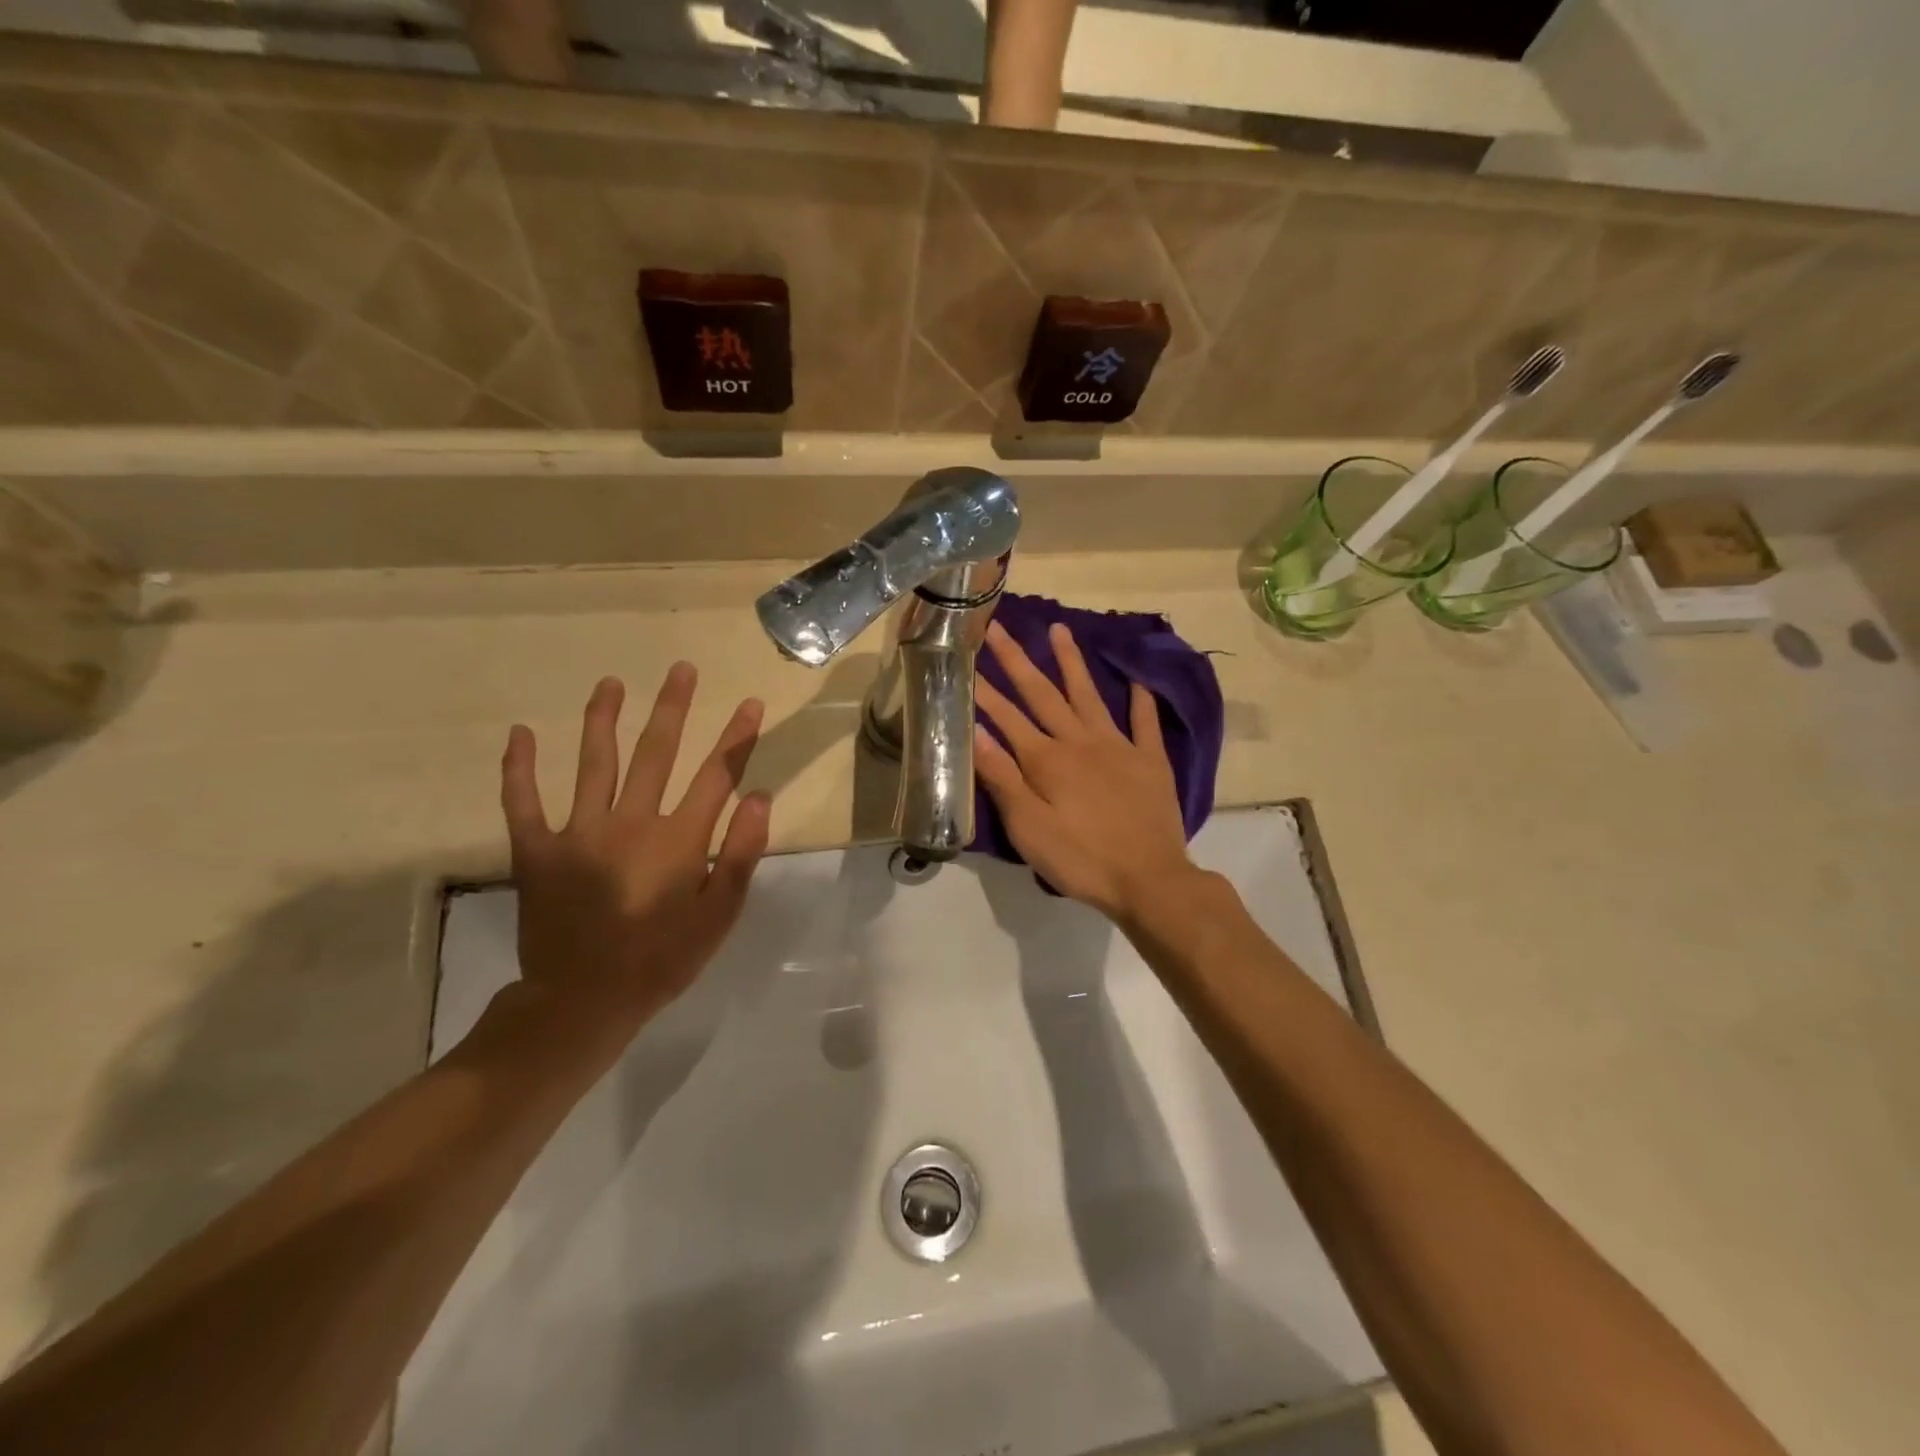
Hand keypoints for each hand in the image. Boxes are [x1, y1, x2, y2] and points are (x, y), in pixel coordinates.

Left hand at [499, 664, 770, 1026]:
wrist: (582, 1002)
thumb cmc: (662, 960)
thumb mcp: (719, 916)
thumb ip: (741, 854)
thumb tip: (758, 797)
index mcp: (679, 839)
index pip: (716, 775)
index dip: (735, 737)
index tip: (748, 703)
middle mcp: (632, 822)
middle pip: (657, 752)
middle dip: (673, 708)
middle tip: (680, 669)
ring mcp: (580, 832)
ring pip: (594, 762)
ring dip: (603, 718)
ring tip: (610, 683)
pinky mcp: (537, 850)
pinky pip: (523, 801)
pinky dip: (518, 768)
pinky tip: (519, 734)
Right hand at [974, 620, 1197, 922]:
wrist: (1150, 879)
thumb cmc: (1081, 859)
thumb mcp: (1029, 828)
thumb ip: (1003, 779)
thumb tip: (976, 734)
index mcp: (1047, 760)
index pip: (1007, 717)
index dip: (984, 690)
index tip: (968, 659)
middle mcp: (1080, 742)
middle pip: (1043, 694)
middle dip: (1018, 660)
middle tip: (1001, 628)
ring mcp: (1118, 746)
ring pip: (1089, 695)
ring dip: (1072, 662)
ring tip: (1060, 630)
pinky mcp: (1150, 760)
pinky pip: (1144, 721)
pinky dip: (1141, 697)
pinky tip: (1136, 678)